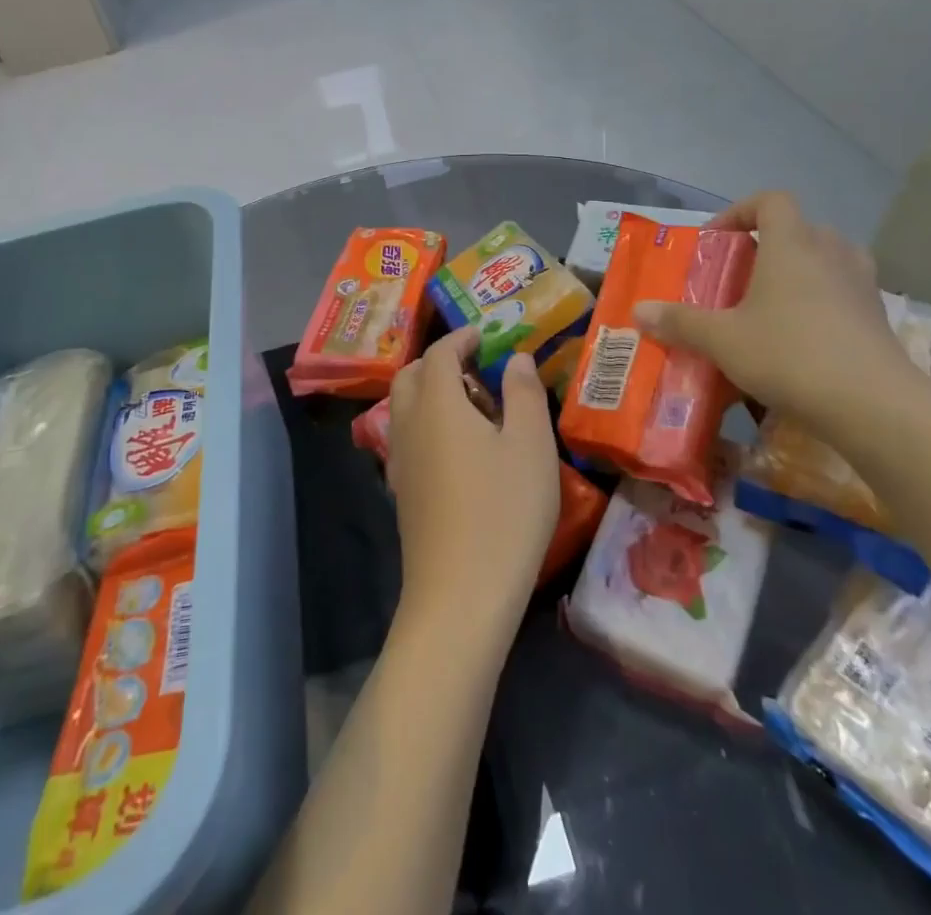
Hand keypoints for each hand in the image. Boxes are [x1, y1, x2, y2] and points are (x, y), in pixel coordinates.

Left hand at [387, 327, 559, 634]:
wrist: (460, 595)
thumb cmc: (504, 511)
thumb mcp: (530, 446)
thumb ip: (523, 393)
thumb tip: (515, 357)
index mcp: (437, 404)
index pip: (439, 353)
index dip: (460, 338)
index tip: (484, 335)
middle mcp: (409, 424)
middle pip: (411, 376)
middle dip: (438, 362)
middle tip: (476, 368)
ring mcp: (400, 461)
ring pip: (404, 407)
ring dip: (430, 393)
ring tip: (473, 407)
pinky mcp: (402, 492)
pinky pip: (407, 437)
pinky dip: (427, 423)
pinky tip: (459, 450)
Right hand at [634, 191, 930, 437]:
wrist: (875, 406)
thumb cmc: (790, 355)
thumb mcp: (723, 340)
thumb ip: (680, 322)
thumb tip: (638, 310)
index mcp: (792, 244)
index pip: (770, 201)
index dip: (740, 211)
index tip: (716, 241)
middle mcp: (831, 253)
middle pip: (799, 228)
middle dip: (767, 246)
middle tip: (740, 277)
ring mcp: (862, 284)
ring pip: (827, 259)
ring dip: (800, 272)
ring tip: (772, 304)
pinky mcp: (879, 318)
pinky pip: (845, 293)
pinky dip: (823, 303)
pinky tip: (802, 338)